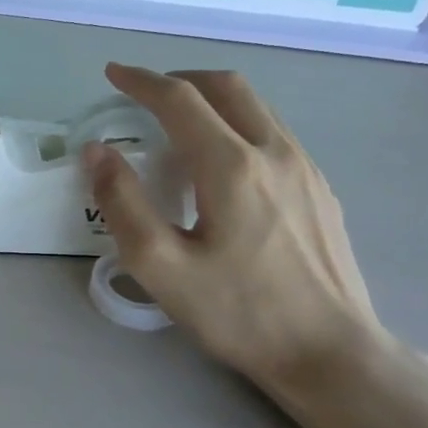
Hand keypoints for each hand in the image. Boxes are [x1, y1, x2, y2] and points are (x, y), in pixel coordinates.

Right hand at [83, 63, 380, 389]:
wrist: (330, 352)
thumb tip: (97, 152)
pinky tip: (224, 163)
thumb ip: (122, 203)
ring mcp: (305, 168)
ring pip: (257, 106)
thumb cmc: (238, 312)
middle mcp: (274, 151)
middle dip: (181, 79)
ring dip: (213, 98)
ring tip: (180, 123)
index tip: (113, 74)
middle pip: (227, 86)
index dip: (141, 81)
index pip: (180, 99)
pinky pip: (274, 133)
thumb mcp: (161, 266)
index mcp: (231, 166)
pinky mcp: (321, 189)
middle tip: (146, 94)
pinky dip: (238, 123)